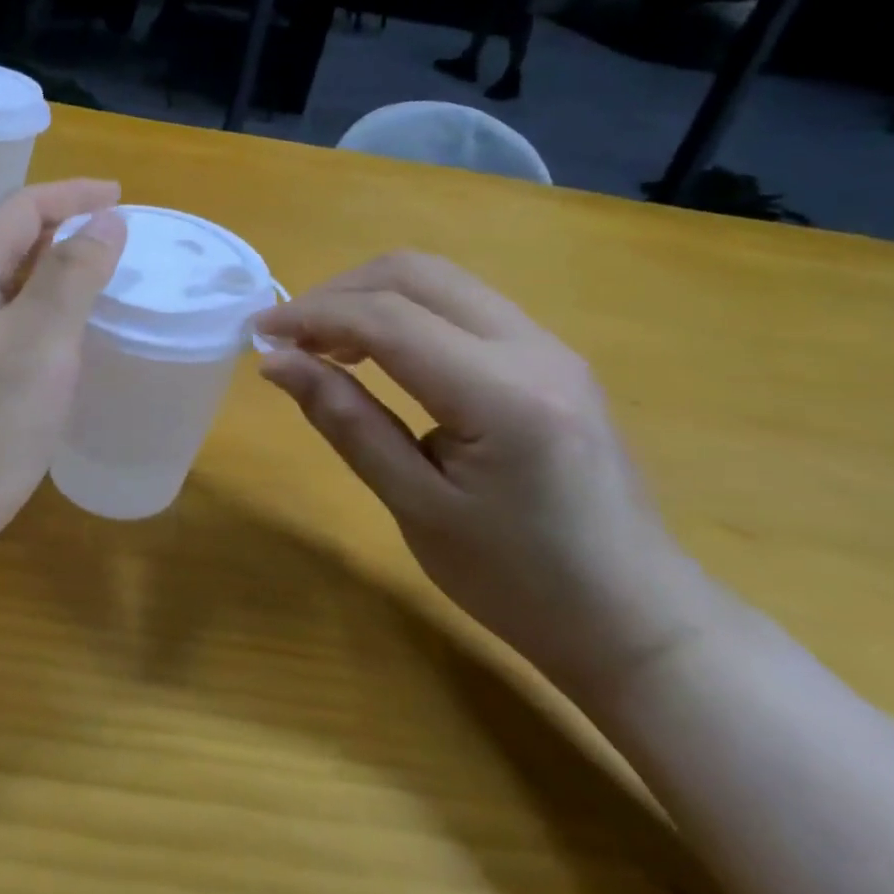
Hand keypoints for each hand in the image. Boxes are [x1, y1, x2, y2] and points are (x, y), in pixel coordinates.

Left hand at [0, 180, 126, 562]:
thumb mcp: (40, 340)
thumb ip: (73, 274)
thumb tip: (104, 220)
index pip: (19, 210)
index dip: (70, 194)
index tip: (120, 196)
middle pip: (7, 247)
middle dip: (61, 232)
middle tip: (115, 242)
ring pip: (5, 294)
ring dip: (51, 279)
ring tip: (98, 289)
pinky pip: (3, 335)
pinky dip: (40, 325)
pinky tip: (63, 353)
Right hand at [256, 252, 704, 693]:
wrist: (636, 619)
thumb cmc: (518, 583)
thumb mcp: (416, 508)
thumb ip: (346, 422)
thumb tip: (278, 363)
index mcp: (503, 396)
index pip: (388, 319)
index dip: (312, 316)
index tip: (258, 333)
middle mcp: (534, 349)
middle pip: (416, 274)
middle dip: (338, 293)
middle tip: (289, 337)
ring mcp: (549, 346)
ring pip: (440, 280)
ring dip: (370, 297)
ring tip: (323, 345)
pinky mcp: (549, 357)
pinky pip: (462, 305)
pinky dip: (404, 312)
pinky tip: (377, 353)